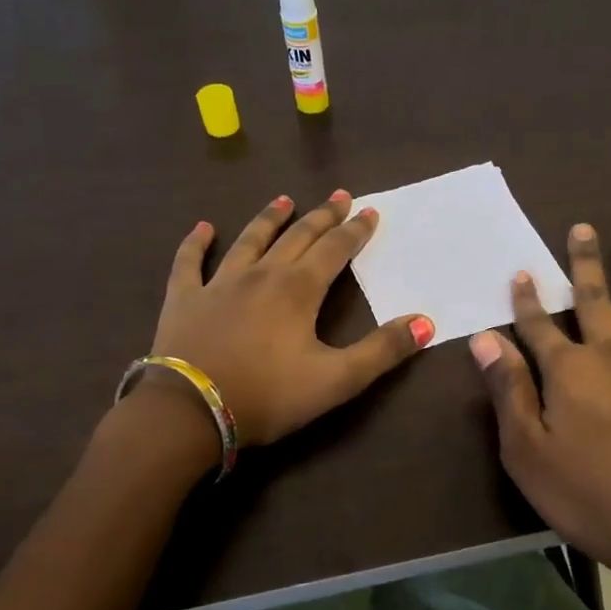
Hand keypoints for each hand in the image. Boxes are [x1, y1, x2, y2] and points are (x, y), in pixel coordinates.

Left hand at [139, 191, 433, 448]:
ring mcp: (218, 283)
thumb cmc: (269, 396)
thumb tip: (426, 322)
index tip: (369, 211)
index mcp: (298, 290)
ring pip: (248, 241)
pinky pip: (189, 262)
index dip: (355, 231)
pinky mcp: (184, 299)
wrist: (191, 412)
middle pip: (296, 237)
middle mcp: (261, 275)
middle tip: (338, 197)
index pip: (334, 250)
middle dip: (321, 217)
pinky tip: (203, 228)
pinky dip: (196, 243)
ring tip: (284, 200)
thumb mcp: (337, 380)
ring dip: (269, 219)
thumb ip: (382, 351)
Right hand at [470, 215, 610, 606]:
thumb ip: (509, 391)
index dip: (527, 300)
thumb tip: (485, 339)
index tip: (522, 272)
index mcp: (569, 372)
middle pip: (595, 299)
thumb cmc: (590, 497)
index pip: (539, 326)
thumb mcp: (528, 453)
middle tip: (581, 227)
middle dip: (583, 263)